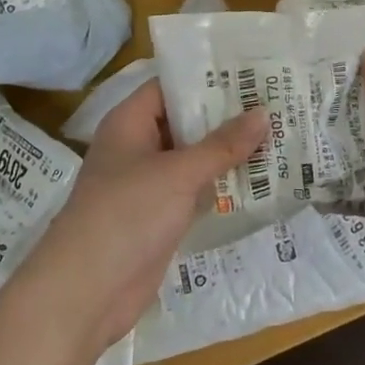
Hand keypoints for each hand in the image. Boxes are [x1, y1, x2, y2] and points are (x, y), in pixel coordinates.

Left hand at [2, 79, 267, 362]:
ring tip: (277, 138)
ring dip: (227, 155)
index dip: (207, 78)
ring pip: (192, 159)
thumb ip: (222, 145)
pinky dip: (220, 188)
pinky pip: (194, 193)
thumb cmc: (127, 214)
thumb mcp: (179, 173)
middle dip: (225, 118)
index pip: (170, 86)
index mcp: (130, 122)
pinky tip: (259, 183)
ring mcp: (147, 184)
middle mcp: (137, 146)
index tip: (249, 73)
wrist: (86, 292)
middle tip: (275, 105)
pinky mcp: (158, 218)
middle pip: (185, 122)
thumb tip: (263, 113)